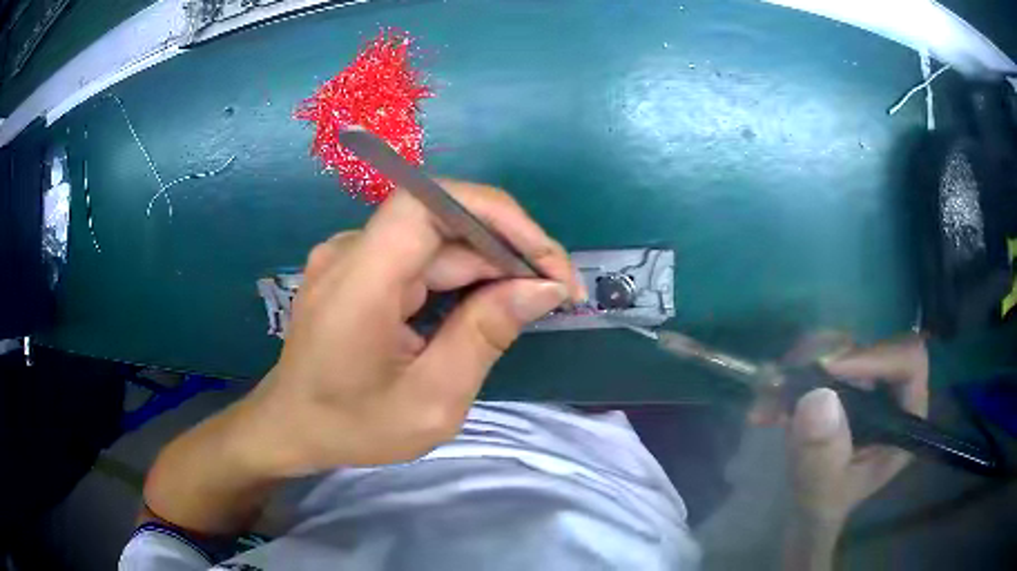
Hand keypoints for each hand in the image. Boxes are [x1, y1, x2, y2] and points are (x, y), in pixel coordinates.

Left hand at [237, 180, 585, 475]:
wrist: (290, 427)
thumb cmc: (351, 425)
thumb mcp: (430, 401)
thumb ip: (484, 337)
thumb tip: (541, 288)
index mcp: (359, 282)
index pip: (428, 204)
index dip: (494, 213)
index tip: (545, 259)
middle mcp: (352, 251)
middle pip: (442, 221)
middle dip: (508, 249)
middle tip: (557, 292)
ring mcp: (352, 255)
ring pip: (437, 239)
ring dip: (490, 263)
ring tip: (533, 300)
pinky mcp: (359, 267)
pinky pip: (420, 256)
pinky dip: (462, 274)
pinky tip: (489, 303)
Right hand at [787, 334, 928, 526]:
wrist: (805, 508)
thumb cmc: (822, 506)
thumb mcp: (820, 492)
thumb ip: (822, 457)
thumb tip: (817, 398)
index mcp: (905, 417)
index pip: (908, 360)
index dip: (873, 356)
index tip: (826, 369)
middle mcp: (892, 389)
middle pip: (871, 344)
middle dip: (825, 360)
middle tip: (785, 381)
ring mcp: (868, 380)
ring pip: (842, 344)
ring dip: (800, 366)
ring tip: (769, 400)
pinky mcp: (845, 377)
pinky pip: (820, 354)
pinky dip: (791, 373)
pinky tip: (768, 403)